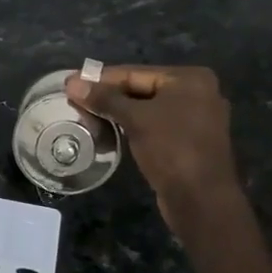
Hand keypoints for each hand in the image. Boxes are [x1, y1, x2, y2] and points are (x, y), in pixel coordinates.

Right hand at [64, 65, 241, 233]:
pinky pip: (152, 125)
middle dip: (107, 97)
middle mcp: (196, 93)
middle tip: (74, 102)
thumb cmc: (171, 149)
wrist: (201, 199)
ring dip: (115, 113)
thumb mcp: (135, 119)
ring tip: (85, 117)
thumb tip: (71, 83)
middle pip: (140, 89)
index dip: (99, 79)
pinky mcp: (187, 140)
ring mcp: (194, 118)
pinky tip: (107, 132)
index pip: (134, 73)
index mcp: (189, 79)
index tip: (70, 82)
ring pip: (145, 109)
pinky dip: (130, 126)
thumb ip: (104, 99)